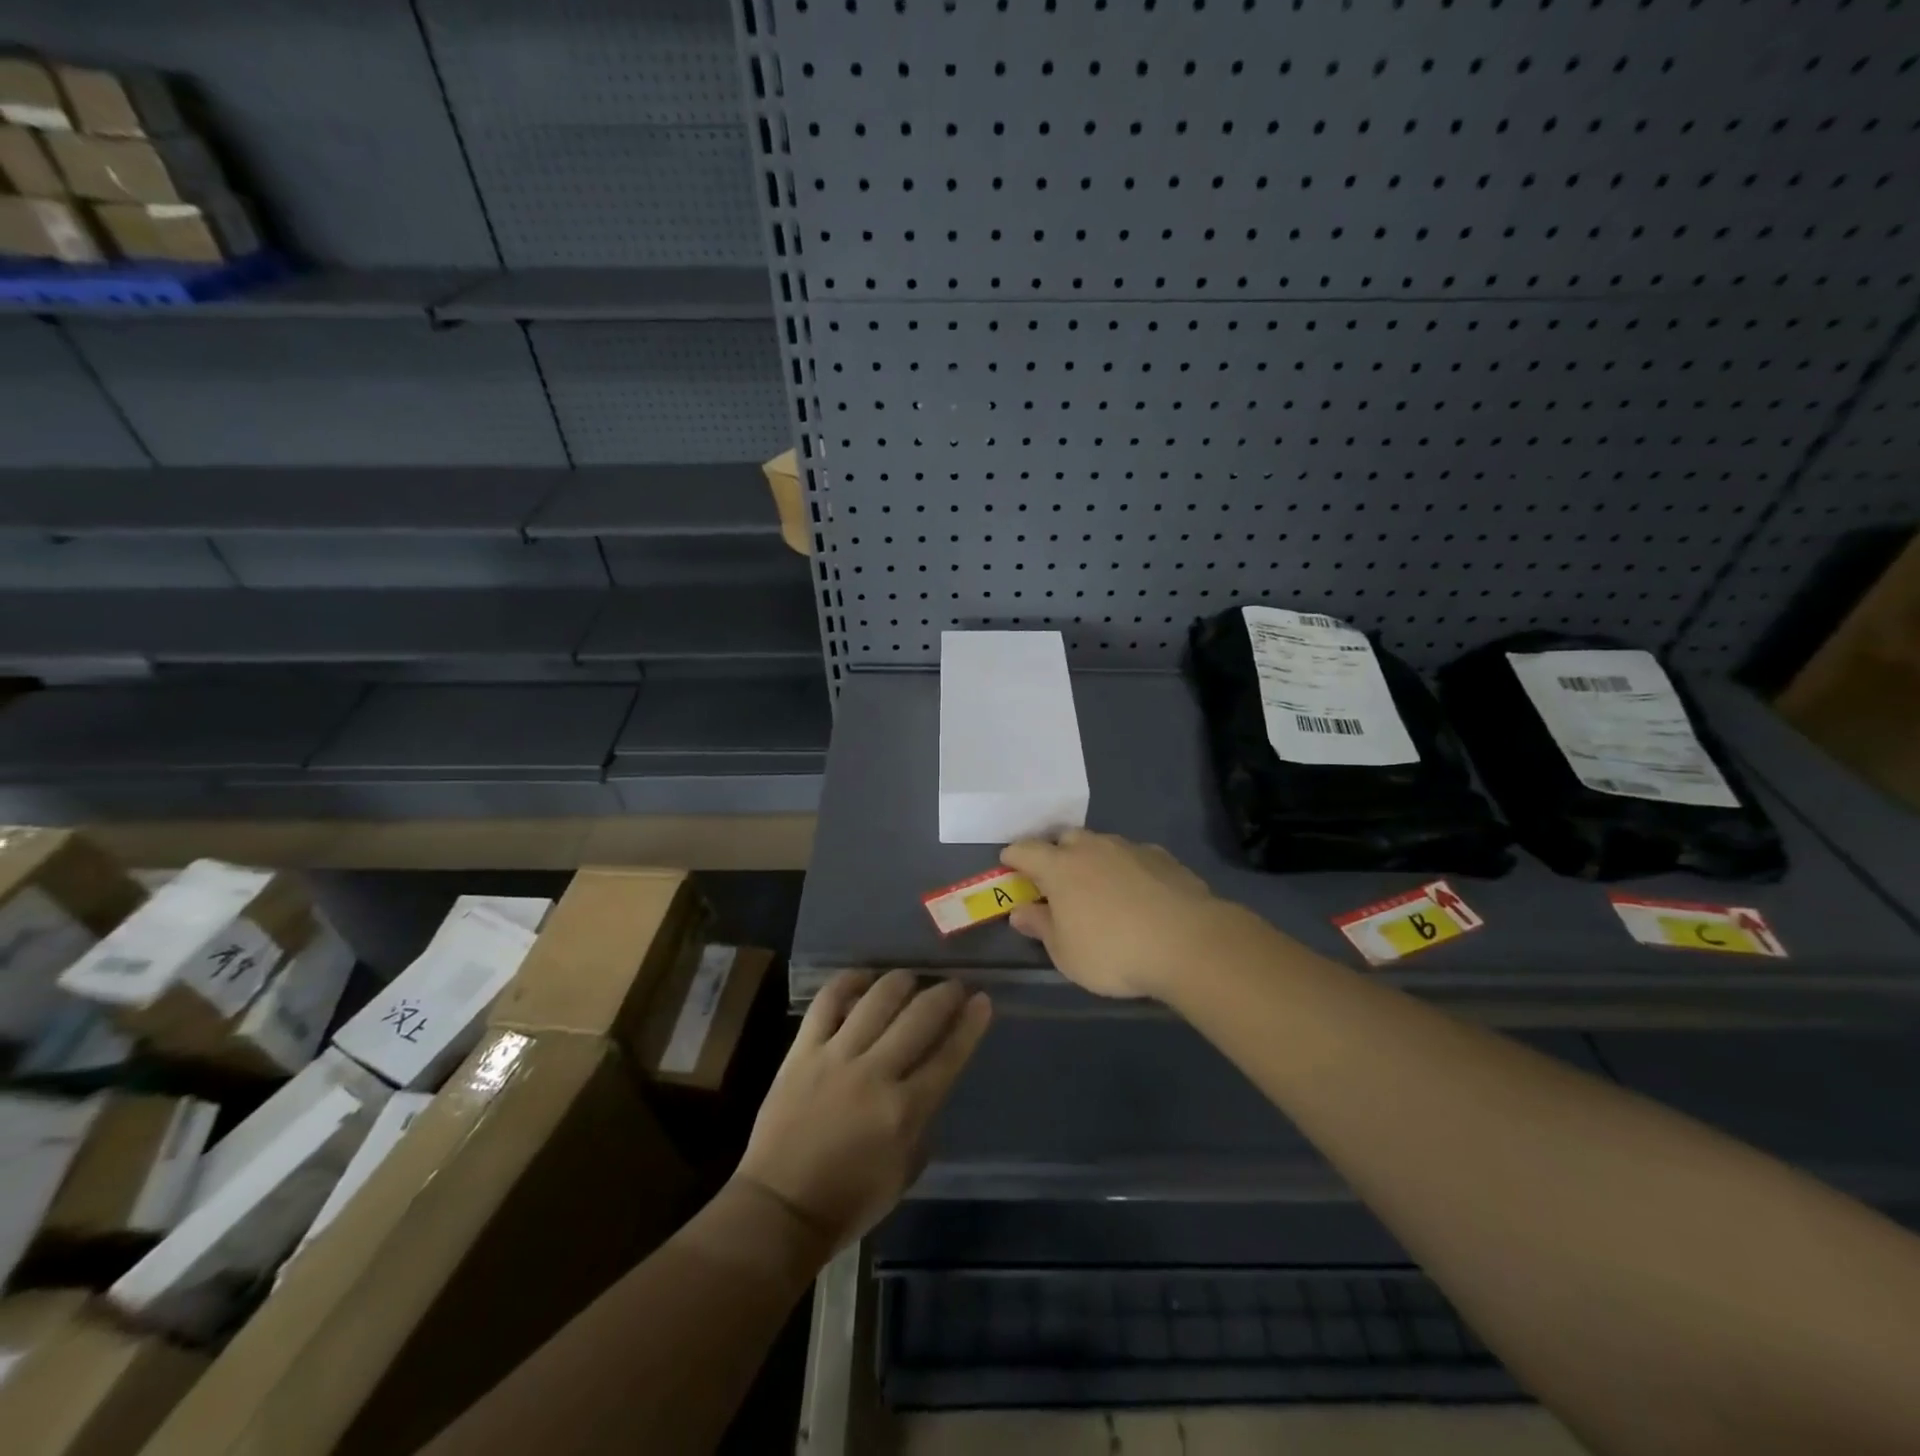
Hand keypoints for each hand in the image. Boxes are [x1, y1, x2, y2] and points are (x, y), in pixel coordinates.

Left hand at [736, 970, 991, 1250]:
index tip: (983, 999)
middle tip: (953, 985)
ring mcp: (836, 1057)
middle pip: (919, 1017)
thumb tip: (928, 1080)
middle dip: (944, 994)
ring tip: (910, 979)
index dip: (970, 1023)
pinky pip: (827, 1001)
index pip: (949, 1055)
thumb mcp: (905, 1170)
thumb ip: (922, 1120)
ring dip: (901, 982)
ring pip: (877, 999)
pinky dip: (848, 982)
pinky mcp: (802, 1050)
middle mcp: (875, 1074)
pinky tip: (863, 978)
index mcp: (904, 1111)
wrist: (779, 1209)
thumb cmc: (850, 1200)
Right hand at [1000, 829, 1236, 998]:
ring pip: (1102, 845)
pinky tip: (1137, 893)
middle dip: (1056, 853)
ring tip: (1099, 887)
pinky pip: (1134, 857)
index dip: (1013, 856)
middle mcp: (1092, 847)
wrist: (1187, 942)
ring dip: (1094, 859)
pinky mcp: (1162, 858)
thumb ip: (1041, 927)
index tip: (1008, 864)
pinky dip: (1127, 869)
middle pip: (1065, 838)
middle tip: (1056, 879)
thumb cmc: (1113, 952)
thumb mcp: (1065, 953)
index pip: (1026, 850)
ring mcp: (1130, 848)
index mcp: (1060, 867)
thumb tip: (1020, 911)